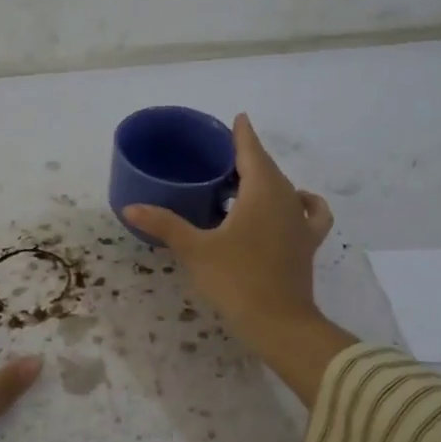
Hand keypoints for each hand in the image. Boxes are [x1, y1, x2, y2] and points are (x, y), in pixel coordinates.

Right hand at [124, 114, 355, 405]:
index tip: (238, 118)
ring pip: (285, 187)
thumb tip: (129, 206)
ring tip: (242, 184)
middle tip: (222, 156)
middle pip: (268, 167)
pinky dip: (302, 202)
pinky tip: (293, 205)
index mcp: (261, 191)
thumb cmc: (235, 279)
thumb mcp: (194, 250)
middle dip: (248, 157)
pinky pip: (310, 212)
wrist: (279, 322)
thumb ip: (164, 224)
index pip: (251, 151)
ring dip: (266, 180)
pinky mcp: (307, 243)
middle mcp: (286, 198)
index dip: (242, 134)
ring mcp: (300, 221)